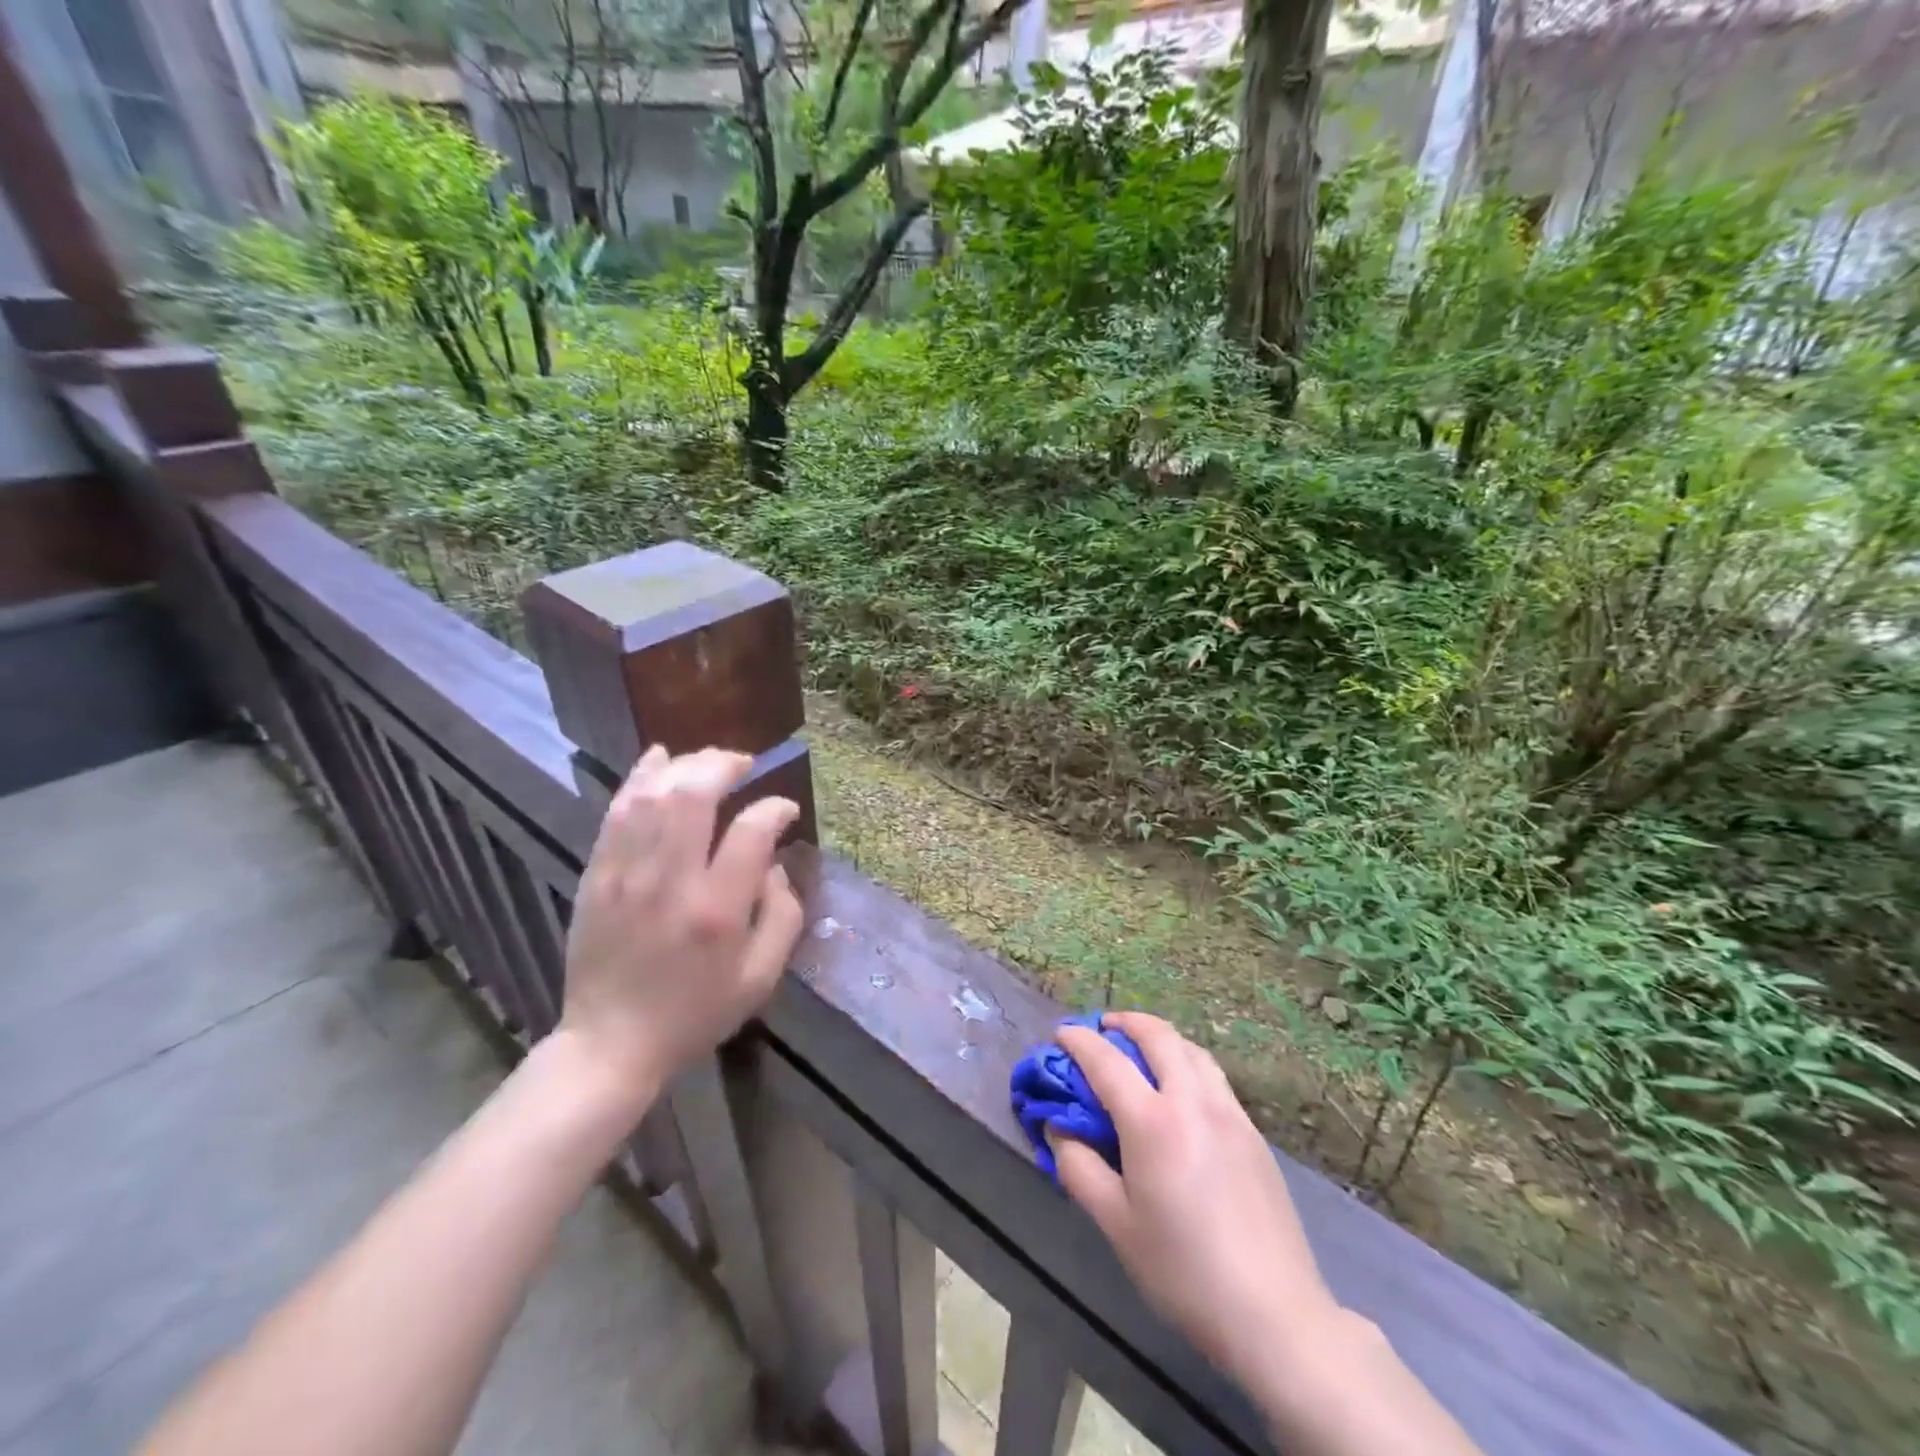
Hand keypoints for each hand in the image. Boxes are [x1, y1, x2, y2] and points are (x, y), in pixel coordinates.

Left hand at [559, 745, 803, 1110]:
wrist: (611, 1043)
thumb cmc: (695, 1013)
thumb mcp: (761, 977)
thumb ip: (783, 914)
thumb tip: (774, 863)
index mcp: (717, 911)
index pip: (750, 832)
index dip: (774, 809)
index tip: (785, 810)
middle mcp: (670, 881)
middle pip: (694, 794)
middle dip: (724, 766)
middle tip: (746, 764)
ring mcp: (625, 873)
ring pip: (652, 793)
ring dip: (686, 765)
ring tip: (710, 761)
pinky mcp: (597, 874)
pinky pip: (618, 810)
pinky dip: (640, 777)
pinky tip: (660, 759)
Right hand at [1052, 1013, 1339, 1394]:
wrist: (1275, 1315)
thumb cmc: (1183, 1272)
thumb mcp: (1115, 1225)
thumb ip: (1078, 1167)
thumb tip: (1058, 1128)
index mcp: (1153, 1122)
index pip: (1106, 1060)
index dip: (1078, 1040)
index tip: (1061, 1033)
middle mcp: (1192, 1102)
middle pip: (1158, 1035)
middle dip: (1125, 1021)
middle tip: (1103, 1028)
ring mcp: (1229, 1113)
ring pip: (1192, 1049)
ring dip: (1160, 1037)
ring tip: (1141, 1050)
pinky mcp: (1253, 1133)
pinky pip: (1213, 1076)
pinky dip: (1187, 1062)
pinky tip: (1180, 1090)